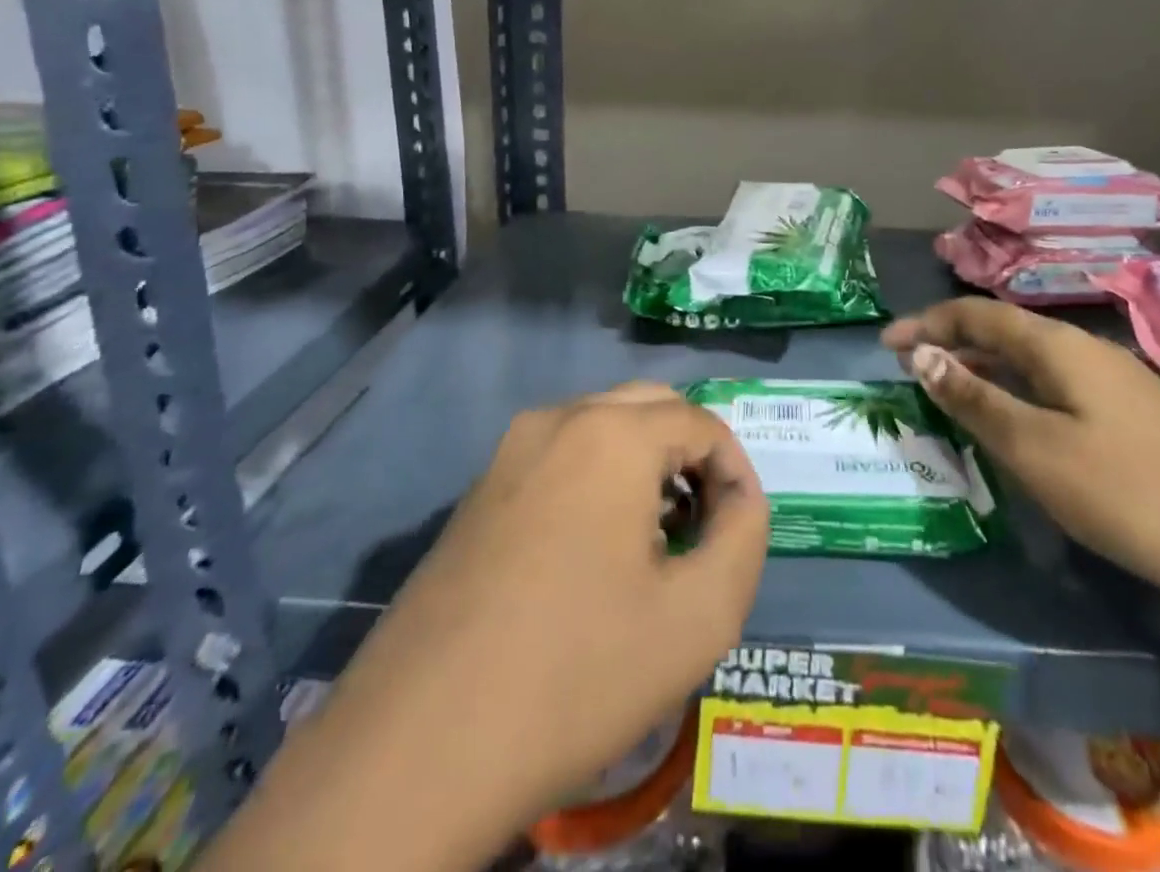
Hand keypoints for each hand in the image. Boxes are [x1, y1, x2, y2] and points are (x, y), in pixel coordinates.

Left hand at [316, 385, 766, 829]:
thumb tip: (738, 497)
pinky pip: (559, 459)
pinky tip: (594, 553)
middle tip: (704, 526)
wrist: (415, 751)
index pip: (702, 423)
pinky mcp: (477, 492)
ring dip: (644, 465)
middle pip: (650, 408)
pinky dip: (597, 481)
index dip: (736, 471)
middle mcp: (557, 420)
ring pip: (602, 428)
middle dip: (690, 455)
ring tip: (657, 541)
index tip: (740, 531)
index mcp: (611, 434)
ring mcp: (507, 452)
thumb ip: (744, 536)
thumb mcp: (698, 616)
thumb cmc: (575, 674)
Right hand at [883, 299, 1159, 613]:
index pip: (978, 314)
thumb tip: (923, 355)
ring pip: (1032, 360)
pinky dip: (1018, 391)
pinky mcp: (1134, 415)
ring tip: (949, 391)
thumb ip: (977, 399)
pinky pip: (1055, 386)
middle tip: (911, 368)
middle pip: (1005, 332)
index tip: (886, 343)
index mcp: (1058, 346)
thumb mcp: (1037, 448)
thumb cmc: (1130, 492)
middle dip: (952, 342)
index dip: (928, 323)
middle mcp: (1086, 350)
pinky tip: (1017, 423)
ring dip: (985, 367)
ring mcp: (1116, 382)